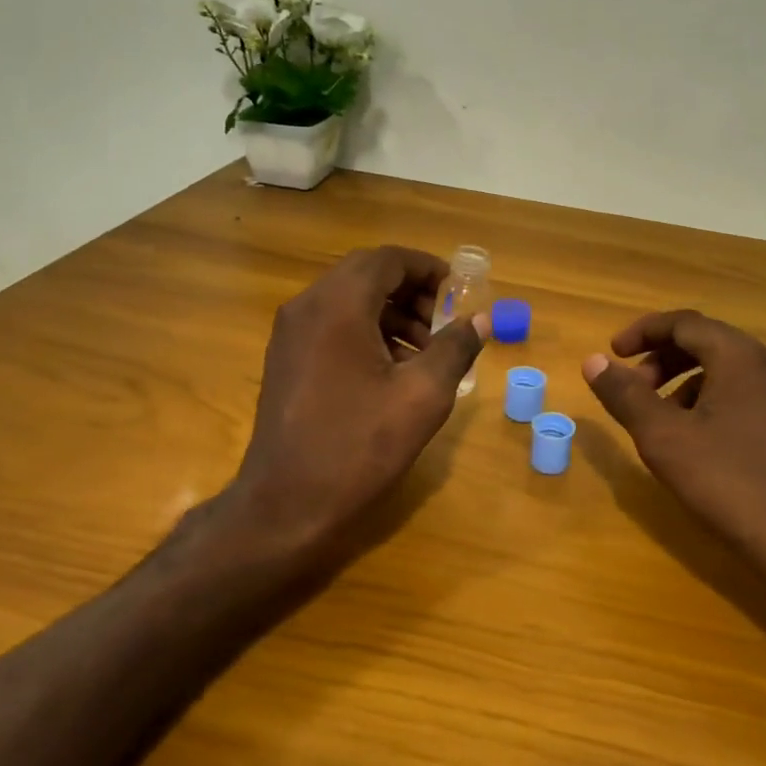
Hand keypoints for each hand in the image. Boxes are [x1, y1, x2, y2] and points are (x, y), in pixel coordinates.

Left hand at [229, 245, 489, 554]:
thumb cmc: (358, 446)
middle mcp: (306, 308)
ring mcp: (290, 335)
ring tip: (426, 351)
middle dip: (412, 292)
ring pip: (348, 301)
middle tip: (446, 324)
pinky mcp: (285, 361)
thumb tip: (479, 320)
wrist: (285, 506)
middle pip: (366, 276)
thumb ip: (455, 349)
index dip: (428, 269)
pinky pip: (332, 327)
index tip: (459, 292)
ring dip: (391, 314)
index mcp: (338, 306)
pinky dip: (367, 332)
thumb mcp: (422, 396)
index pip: (387, 260)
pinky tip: (392, 370)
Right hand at [583, 310, 765, 596]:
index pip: (684, 323)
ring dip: (683, 382)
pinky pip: (743, 393)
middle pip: (706, 342)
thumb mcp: (663, 438)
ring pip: (725, 370)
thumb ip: (625, 395)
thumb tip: (593, 361)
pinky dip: (709, 401)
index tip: (613, 353)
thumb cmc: (729, 483)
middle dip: (661, 359)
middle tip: (632, 388)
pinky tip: (696, 440)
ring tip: (659, 419)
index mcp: (739, 357)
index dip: (643, 332)